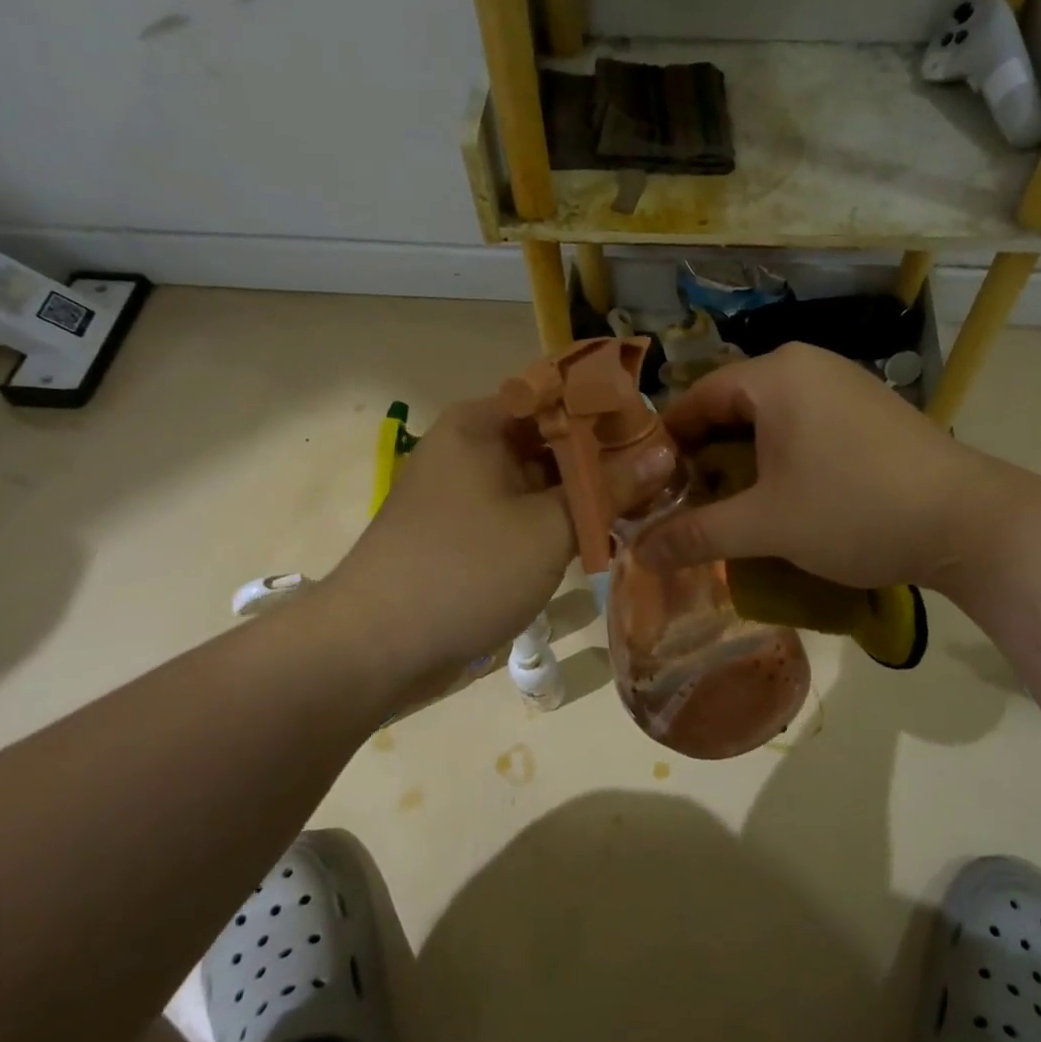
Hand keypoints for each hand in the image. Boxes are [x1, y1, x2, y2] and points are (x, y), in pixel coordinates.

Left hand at [314, 394, 671, 684]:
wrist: (374, 646)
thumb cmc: (467, 570)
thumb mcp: (550, 527)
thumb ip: (610, 487)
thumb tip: (666, 452)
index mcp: (483, 424)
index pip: (560, 395)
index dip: (612, 411)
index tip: (658, 434)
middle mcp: (471, 446)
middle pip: (551, 437)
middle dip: (604, 458)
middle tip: (661, 476)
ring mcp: (465, 491)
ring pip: (539, 478)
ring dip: (584, 493)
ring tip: (643, 506)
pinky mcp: (464, 531)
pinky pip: (521, 511)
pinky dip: (556, 520)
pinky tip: (599, 537)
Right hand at [636, 344, 984, 589]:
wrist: (968, 523)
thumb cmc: (855, 510)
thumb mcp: (766, 526)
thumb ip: (697, 535)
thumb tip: (637, 554)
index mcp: (776, 375)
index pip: (696, 398)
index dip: (665, 445)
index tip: (648, 489)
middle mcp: (808, 366)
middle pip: (732, 408)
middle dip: (704, 458)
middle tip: (685, 507)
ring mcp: (843, 386)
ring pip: (769, 420)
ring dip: (742, 463)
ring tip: (728, 509)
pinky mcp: (868, 413)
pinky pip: (803, 427)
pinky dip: (780, 460)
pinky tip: (781, 500)